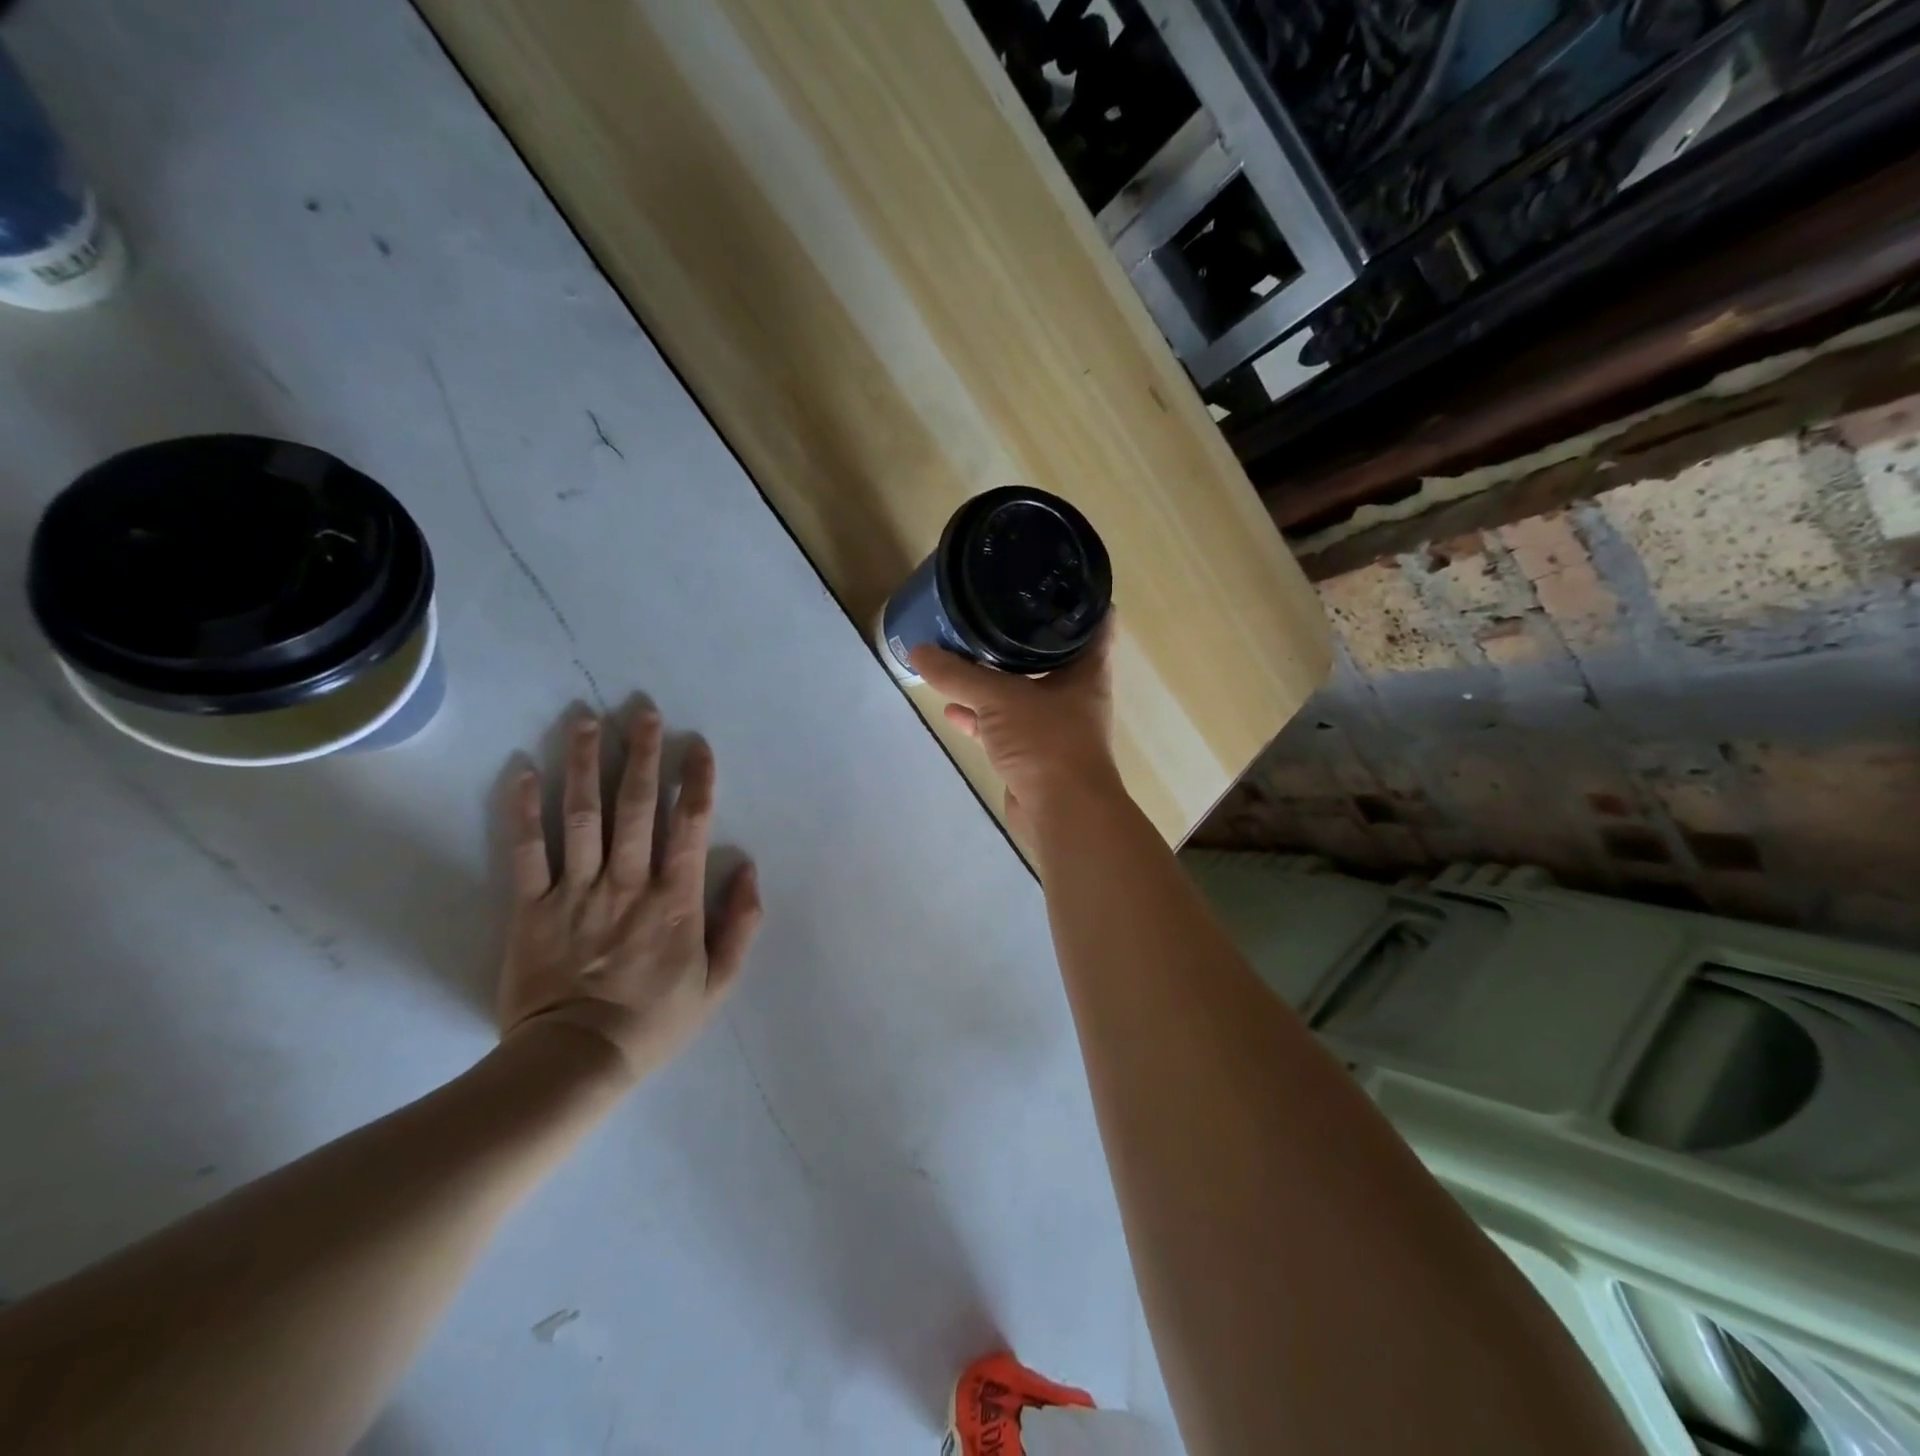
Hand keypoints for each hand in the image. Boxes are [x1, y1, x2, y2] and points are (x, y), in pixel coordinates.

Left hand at [497, 711, 762, 1082]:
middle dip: (642, 754)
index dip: (696, 780)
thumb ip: (740, 924)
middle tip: (643, 710)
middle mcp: (628, 883)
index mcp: (675, 900)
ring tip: (587, 720)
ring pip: (581, 815)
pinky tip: (522, 770)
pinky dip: (523, 809)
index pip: (689, 825)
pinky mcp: (530, 907)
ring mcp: (576, 891)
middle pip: (635, 806)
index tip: (697, 745)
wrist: (574, 1063)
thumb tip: (749, 869)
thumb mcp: (718, 982)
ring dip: (585, 763)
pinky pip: (526, 851)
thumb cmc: (654, 1021)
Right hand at [910, 618, 1120, 839]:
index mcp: (1086, 670)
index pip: (1092, 621)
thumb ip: (958, 674)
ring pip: (1021, 693)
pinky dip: (980, 718)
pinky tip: (952, 709)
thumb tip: (918, 651)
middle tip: (990, 609)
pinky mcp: (1033, 753)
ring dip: (994, 680)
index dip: (1077, 597)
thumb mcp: (1000, 698)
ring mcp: (1054, 725)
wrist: (1061, 813)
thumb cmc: (1046, 742)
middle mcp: (1075, 693)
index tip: (1050, 576)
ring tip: (961, 655)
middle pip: (1049, 656)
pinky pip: (1004, 726)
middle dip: (1020, 637)